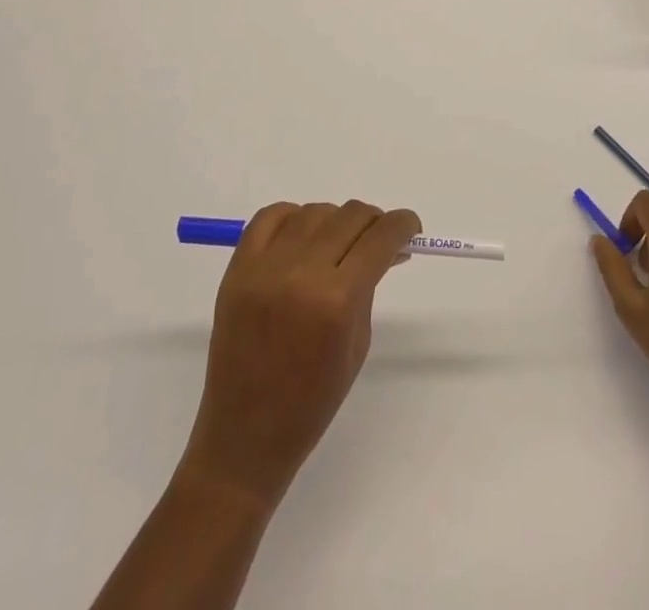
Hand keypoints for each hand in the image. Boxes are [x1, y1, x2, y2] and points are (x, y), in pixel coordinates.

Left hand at [178, 199, 419, 511]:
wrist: (244, 437)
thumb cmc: (312, 403)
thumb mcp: (357, 344)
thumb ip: (370, 286)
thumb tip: (387, 246)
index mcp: (337, 301)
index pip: (380, 237)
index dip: (403, 225)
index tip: (411, 227)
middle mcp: (301, 273)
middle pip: (350, 216)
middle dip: (373, 222)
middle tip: (378, 239)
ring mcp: (265, 268)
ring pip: (314, 212)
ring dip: (335, 221)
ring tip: (339, 244)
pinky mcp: (237, 268)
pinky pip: (271, 217)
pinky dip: (293, 217)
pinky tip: (303, 237)